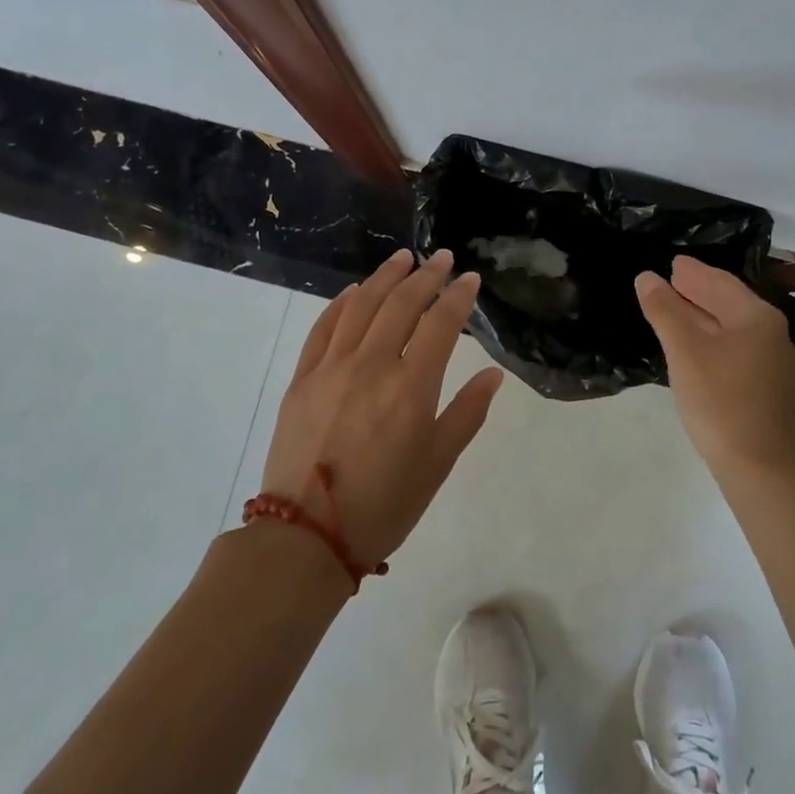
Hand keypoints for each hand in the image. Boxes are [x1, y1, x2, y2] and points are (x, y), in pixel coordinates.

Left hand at [259, 248, 503, 566]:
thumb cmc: (384, 506)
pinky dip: (342, 304)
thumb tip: (492, 374)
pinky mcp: (302, 379)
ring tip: (403, 258)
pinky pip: (324, 328)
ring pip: (361, 306)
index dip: (458, 297)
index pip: (441, 324)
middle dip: (426, 276)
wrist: (307, 535)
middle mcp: (372, 366)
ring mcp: (331, 368)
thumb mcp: (437, 464)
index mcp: (411, 388)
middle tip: (442, 258)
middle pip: (401, 304)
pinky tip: (354, 292)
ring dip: (385, 277)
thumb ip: (466, 413)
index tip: (470, 279)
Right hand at [636, 256, 794, 476]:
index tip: (672, 262)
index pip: (720, 282)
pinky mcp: (763, 386)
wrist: (758, 466)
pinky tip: (692, 343)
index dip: (693, 272)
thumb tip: (646, 277)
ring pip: (730, 326)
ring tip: (674, 306)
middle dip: (698, 290)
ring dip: (701, 314)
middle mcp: (770, 333)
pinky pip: (733, 347)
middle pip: (728, 302)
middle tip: (670, 278)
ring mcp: (770, 362)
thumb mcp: (685, 351)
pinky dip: (710, 336)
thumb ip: (665, 310)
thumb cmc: (720, 400)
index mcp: (757, 318)